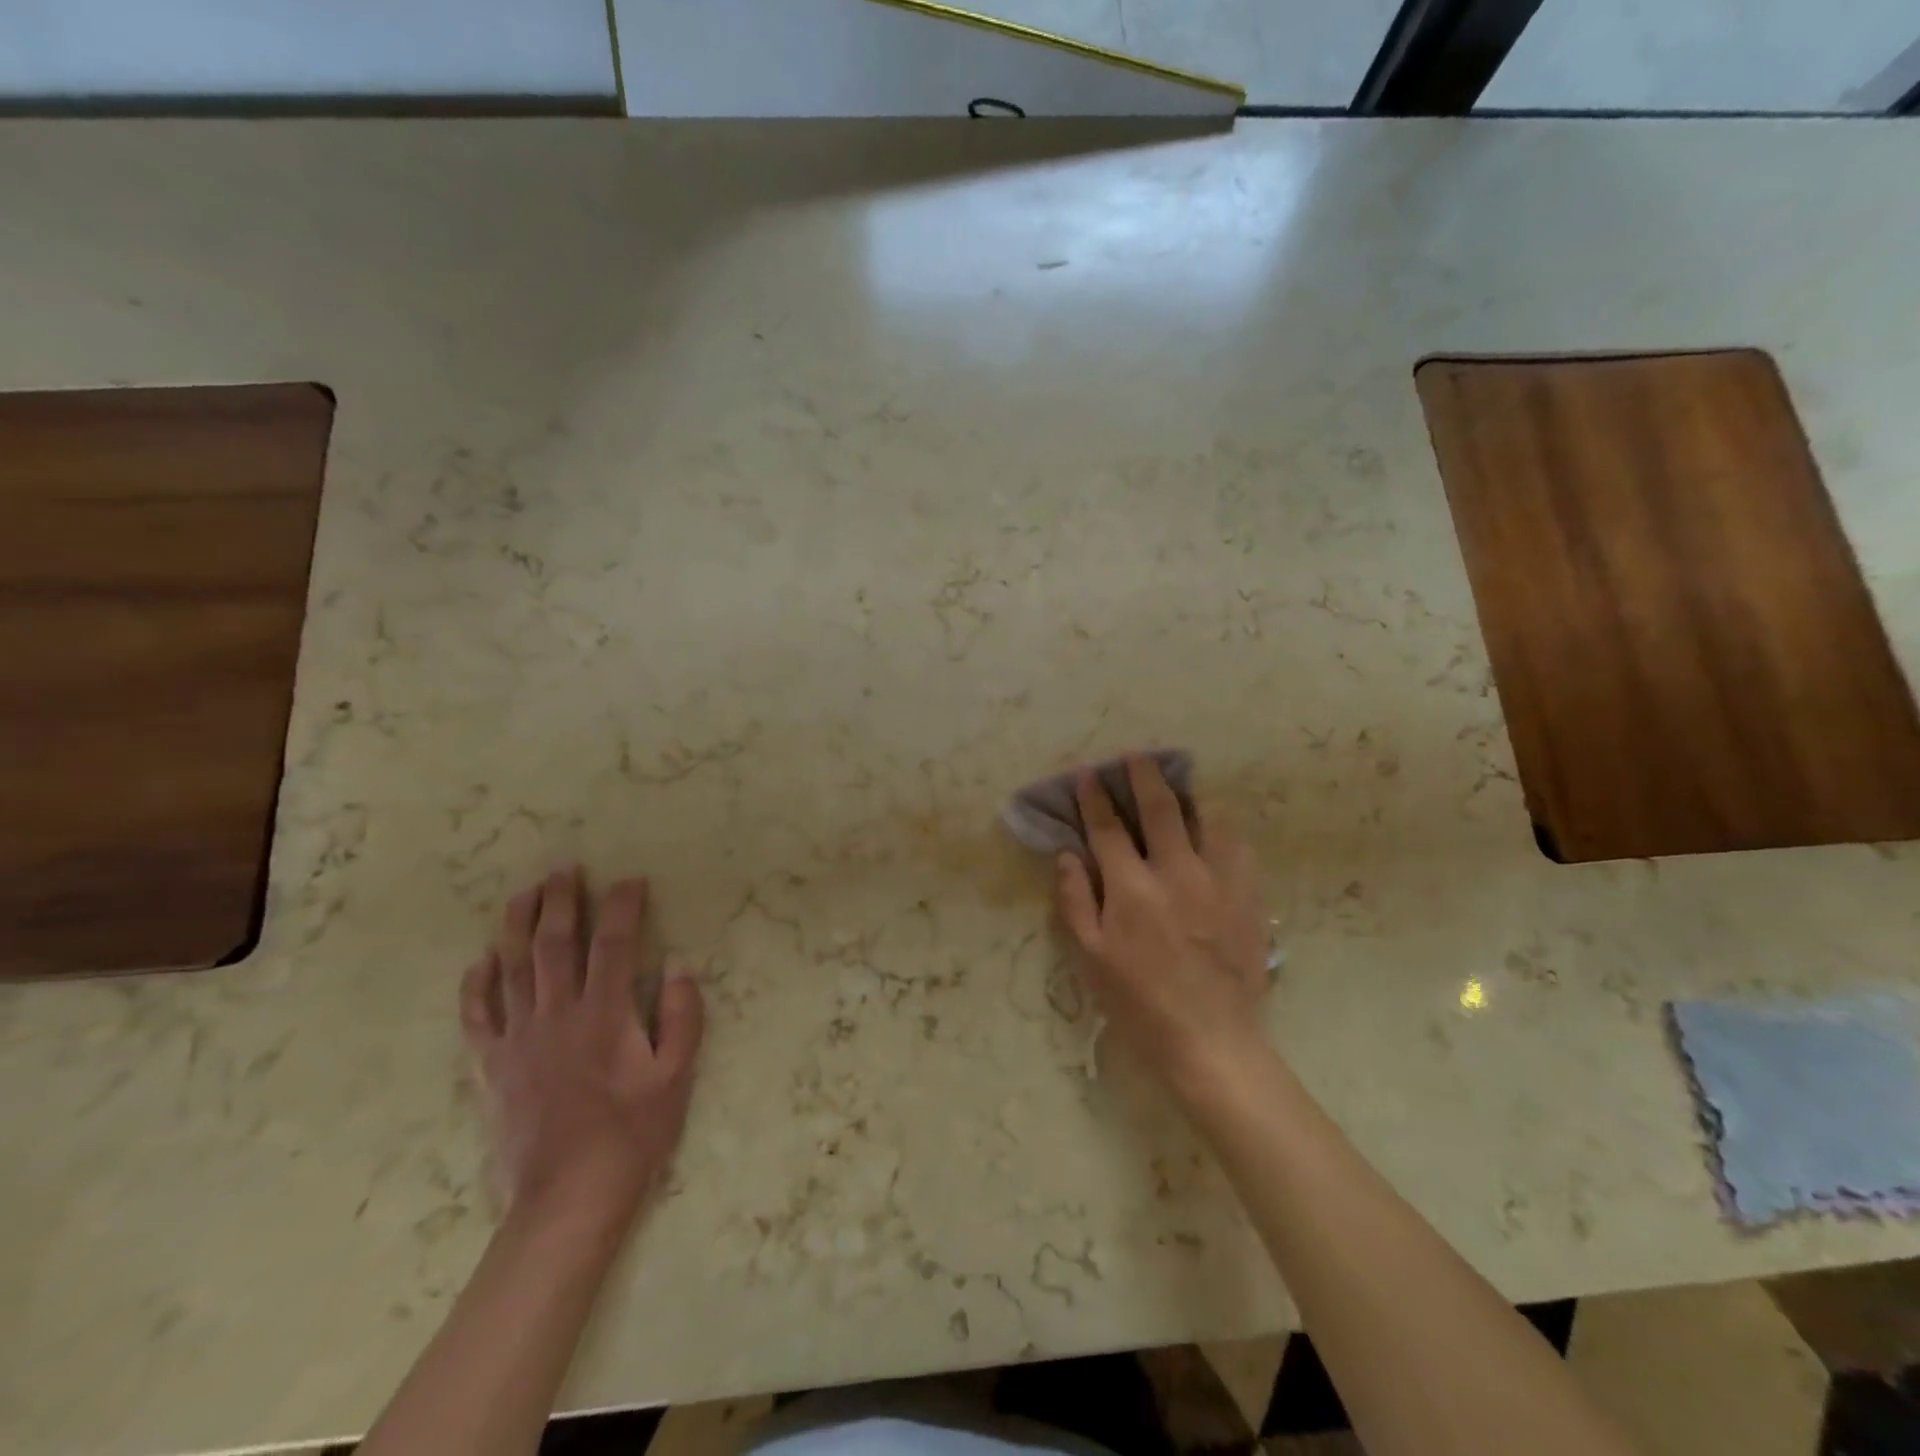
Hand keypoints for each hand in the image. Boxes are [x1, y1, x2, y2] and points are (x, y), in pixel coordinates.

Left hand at [460, 867, 704, 1234]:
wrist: (569, 1196)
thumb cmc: (633, 1133)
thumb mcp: (677, 1076)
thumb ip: (682, 1018)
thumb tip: (680, 968)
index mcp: (605, 1013)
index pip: (614, 943)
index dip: (622, 906)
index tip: (630, 880)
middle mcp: (558, 1014)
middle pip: (555, 944)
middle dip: (561, 901)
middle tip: (564, 867)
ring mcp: (519, 1038)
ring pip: (513, 968)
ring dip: (517, 926)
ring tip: (523, 893)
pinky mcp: (493, 1066)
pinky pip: (478, 1017)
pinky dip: (476, 986)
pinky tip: (480, 961)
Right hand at [1054, 756, 1269, 1102]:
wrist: (1210, 1041)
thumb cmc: (1138, 1003)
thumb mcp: (1091, 957)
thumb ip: (1076, 900)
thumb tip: (1068, 854)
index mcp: (1132, 889)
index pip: (1108, 827)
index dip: (1094, 797)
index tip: (1088, 775)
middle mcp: (1176, 872)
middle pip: (1159, 807)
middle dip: (1142, 774)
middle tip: (1134, 755)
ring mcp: (1218, 881)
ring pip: (1205, 818)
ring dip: (1186, 795)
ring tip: (1177, 783)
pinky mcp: (1249, 896)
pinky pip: (1238, 846)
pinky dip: (1221, 828)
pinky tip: (1213, 827)